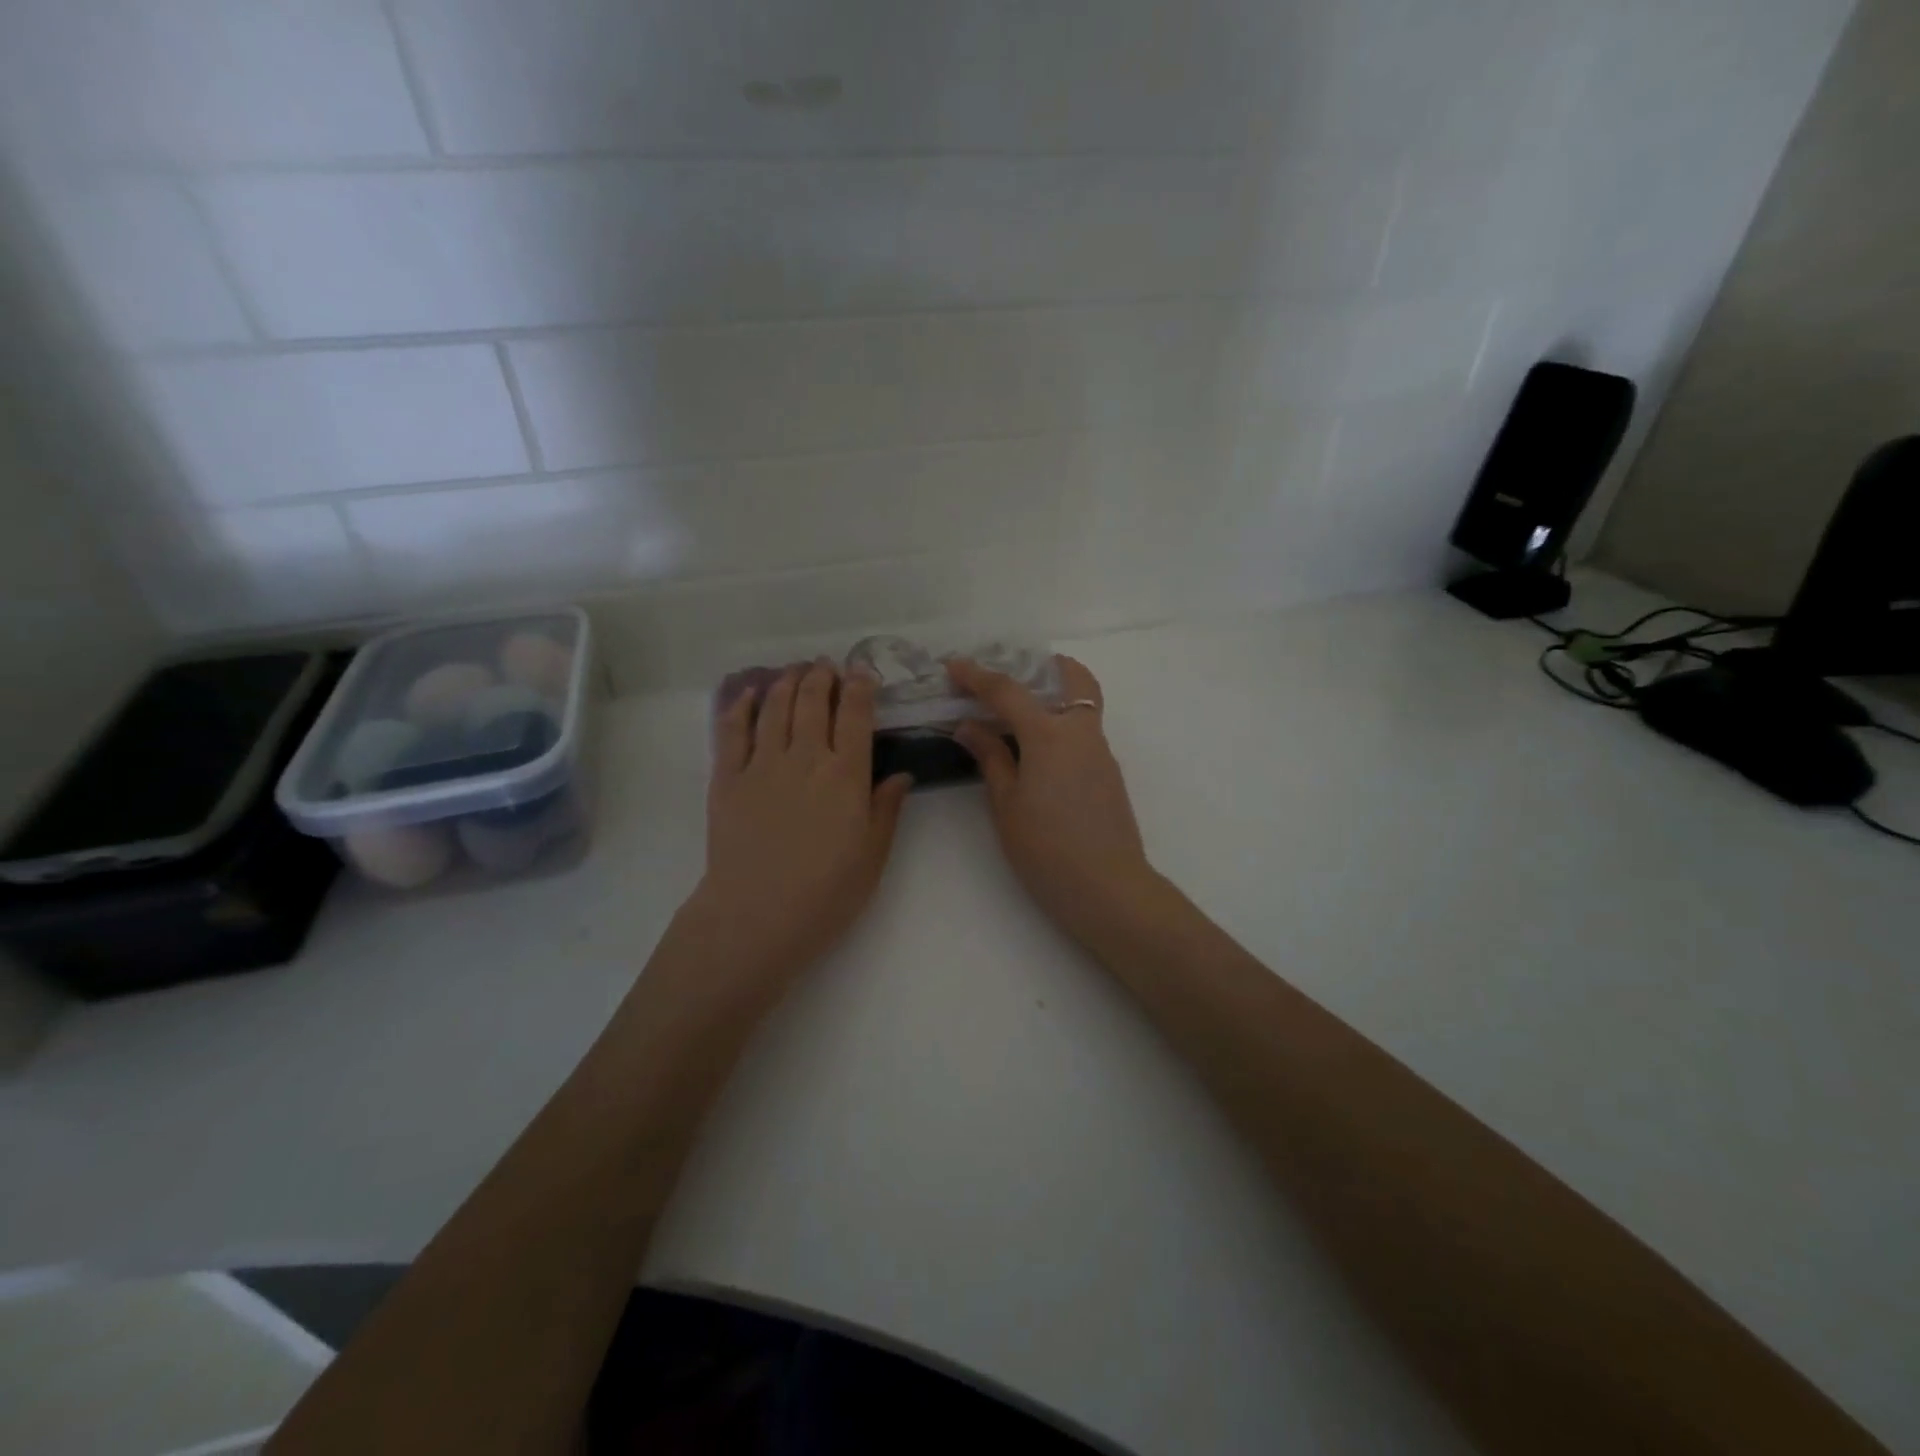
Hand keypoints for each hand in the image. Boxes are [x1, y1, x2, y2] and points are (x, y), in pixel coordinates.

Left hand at [682, 661, 912, 984]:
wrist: (757, 915)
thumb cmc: (826, 893)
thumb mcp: (873, 855)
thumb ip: (887, 809)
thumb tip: (902, 775)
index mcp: (846, 774)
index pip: (856, 715)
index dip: (860, 687)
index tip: (862, 672)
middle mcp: (805, 757)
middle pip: (813, 702)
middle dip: (823, 677)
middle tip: (827, 666)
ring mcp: (762, 764)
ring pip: (775, 708)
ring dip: (787, 683)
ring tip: (795, 670)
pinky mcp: (728, 779)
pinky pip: (733, 731)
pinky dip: (742, 706)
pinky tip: (750, 694)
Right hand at [948, 657, 1159, 945]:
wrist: (1107, 888)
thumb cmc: (1046, 848)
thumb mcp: (1006, 804)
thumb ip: (990, 757)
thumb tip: (969, 726)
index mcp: (1049, 734)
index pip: (1008, 691)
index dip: (977, 676)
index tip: (953, 667)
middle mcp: (1082, 732)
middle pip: (1073, 678)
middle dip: (1044, 667)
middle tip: (1011, 676)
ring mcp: (1101, 752)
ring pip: (1081, 705)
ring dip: (1052, 697)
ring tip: (1015, 716)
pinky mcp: (1109, 774)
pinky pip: (1084, 732)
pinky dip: (1060, 726)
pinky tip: (1037, 754)